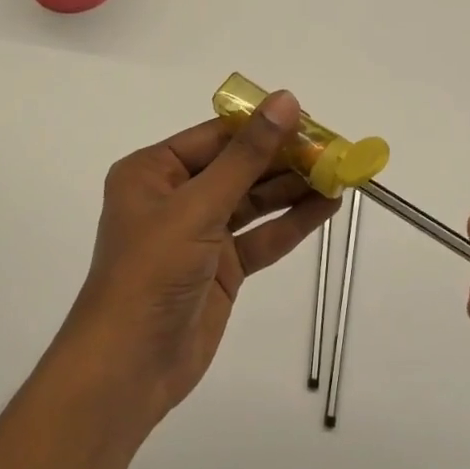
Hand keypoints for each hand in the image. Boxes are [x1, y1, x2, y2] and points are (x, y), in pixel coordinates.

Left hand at [62, 91, 338, 427]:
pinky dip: (291, 223)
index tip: (309, 119)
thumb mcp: (199, 206)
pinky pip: (260, 236)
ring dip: (294, 189)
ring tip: (340, 174)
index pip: (216, 136)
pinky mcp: (221, 268)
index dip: (262, 126)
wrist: (129, 367)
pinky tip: (326, 207)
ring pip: (254, 202)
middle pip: (238, 168)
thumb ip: (247, 156)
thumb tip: (285, 101)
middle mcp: (175, 196)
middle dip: (284, 160)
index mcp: (154, 171)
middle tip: (334, 149)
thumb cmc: (153, 271)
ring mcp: (199, 234)